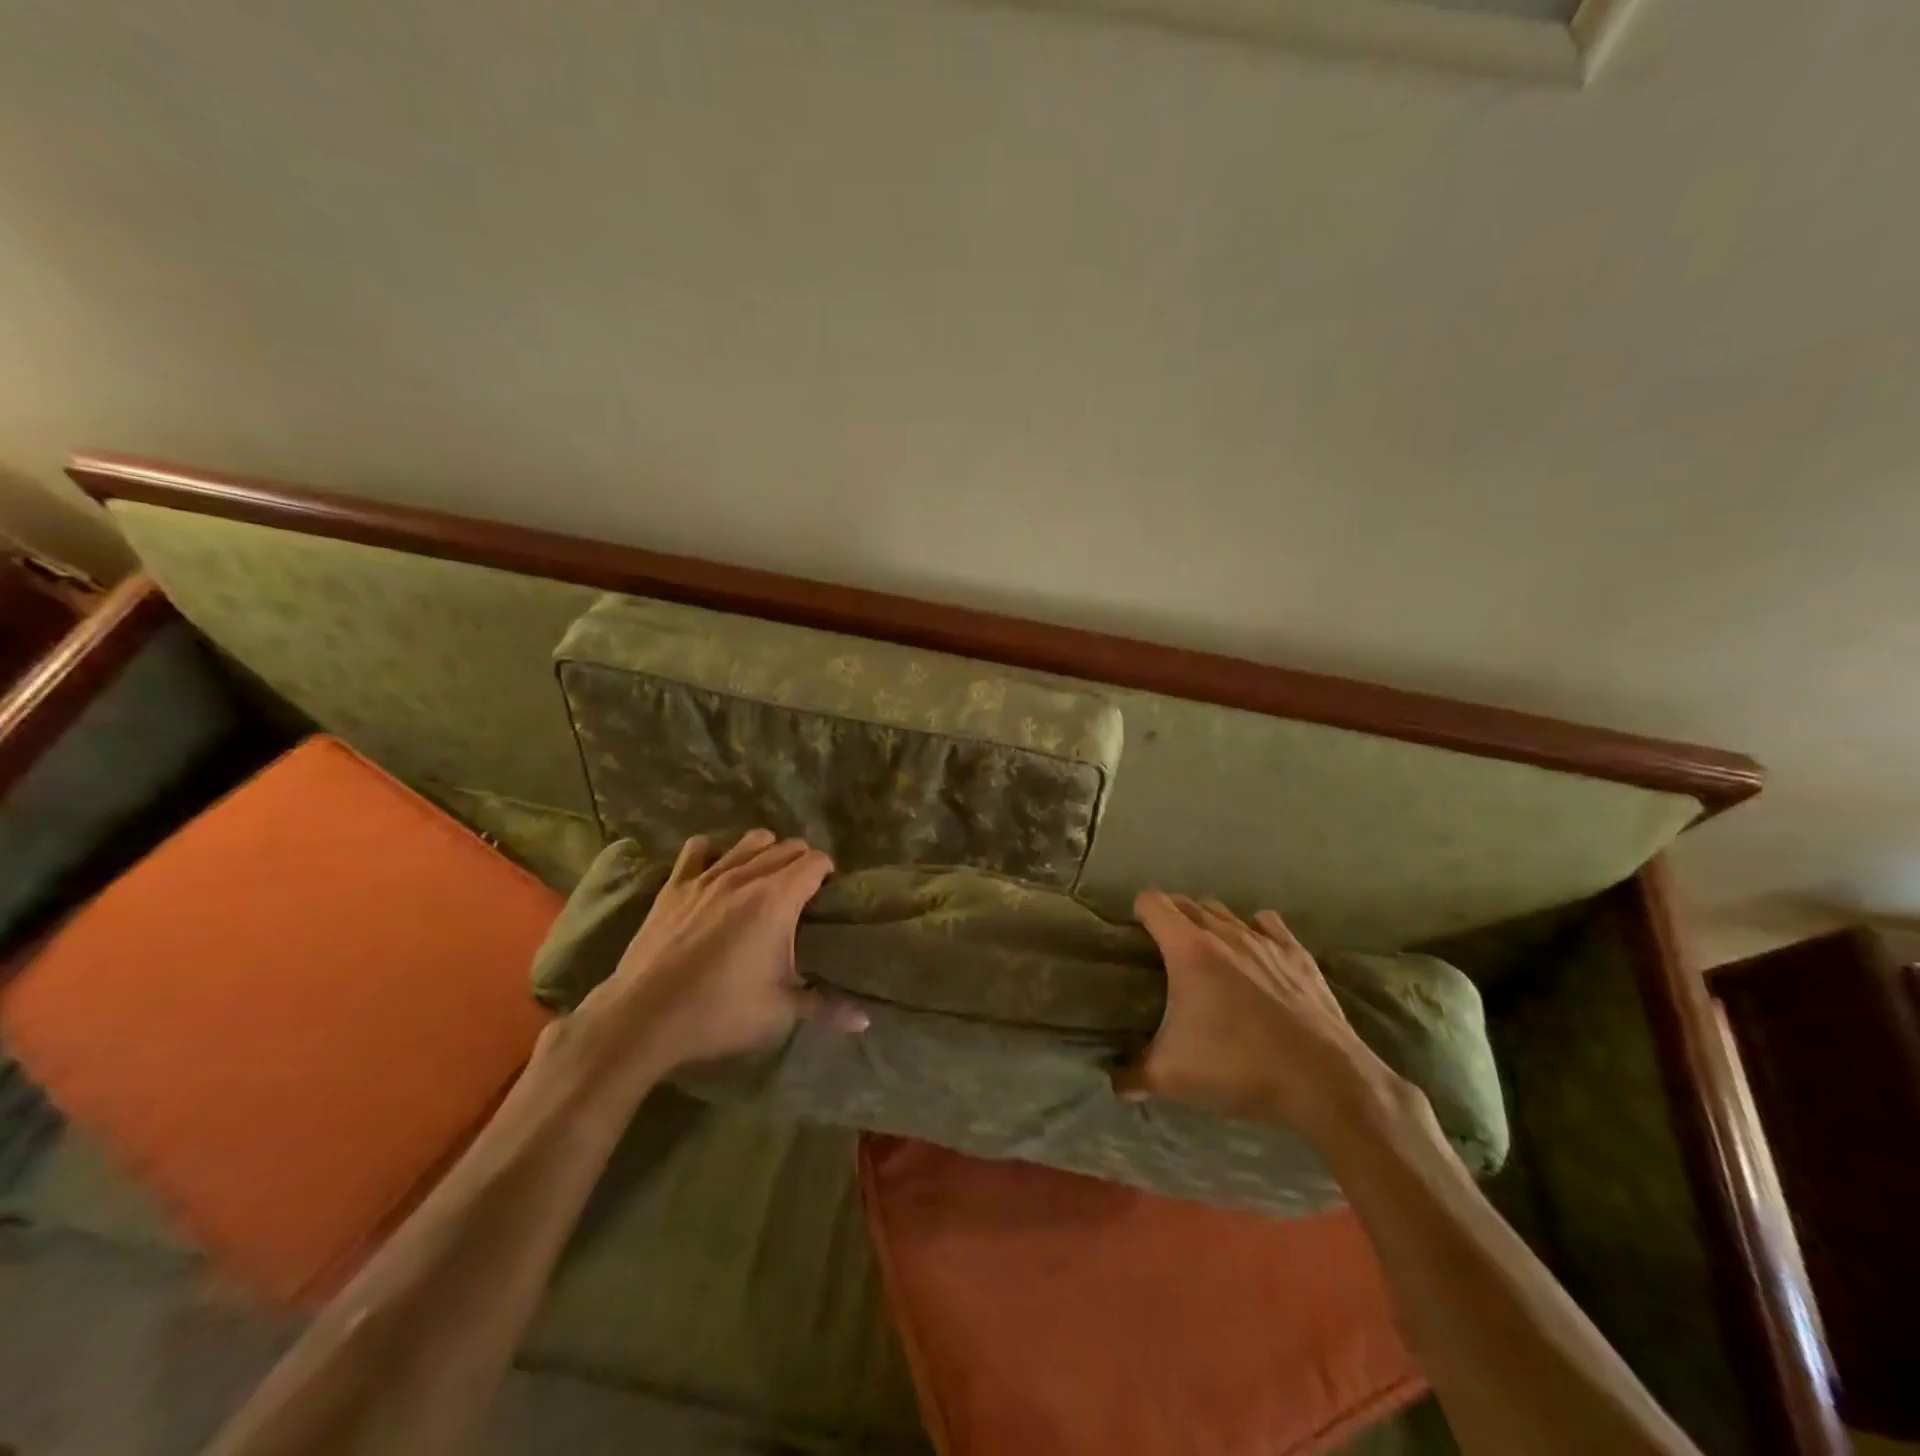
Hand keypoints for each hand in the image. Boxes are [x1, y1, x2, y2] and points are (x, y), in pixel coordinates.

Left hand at [573, 830, 865, 1078]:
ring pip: (748, 841)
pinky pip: (697, 849)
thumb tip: (866, 1021)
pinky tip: (716, 873)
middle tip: (802, 894)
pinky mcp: (675, 886)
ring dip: (765, 852)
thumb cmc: (720, 1012)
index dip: (827, 873)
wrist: (643, 1019)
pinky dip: (713, 853)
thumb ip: (827, 1008)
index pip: (815, 861)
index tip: (828, 896)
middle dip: (801, 862)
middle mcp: (746, 876)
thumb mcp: (781, 1012)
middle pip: (786, 846)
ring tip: (765, 880)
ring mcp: (707, 877)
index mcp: (778, 899)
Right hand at [1116, 891, 1405, 1145]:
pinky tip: (1254, 953)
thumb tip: (1113, 1080)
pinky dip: (1255, 930)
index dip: (1138, 913)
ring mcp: (1266, 941)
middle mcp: (1225, 932)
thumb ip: (1133, 1074)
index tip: (1134, 936)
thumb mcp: (1173, 1078)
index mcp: (1188, 949)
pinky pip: (1269, 925)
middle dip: (1170, 918)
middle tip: (1163, 951)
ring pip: (1226, 912)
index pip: (1152, 903)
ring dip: (1209, 923)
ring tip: (1205, 954)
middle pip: (1187, 903)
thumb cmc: (1239, 1068)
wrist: (1325, 1082)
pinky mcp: (1299, 956)